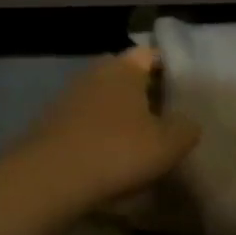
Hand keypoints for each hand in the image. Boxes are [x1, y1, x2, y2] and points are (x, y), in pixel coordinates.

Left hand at [12, 48, 200, 209]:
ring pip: (103, 100)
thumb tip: (187, 121)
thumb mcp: (168, 145)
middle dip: (143, 95)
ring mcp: (67, 97)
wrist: (48, 179)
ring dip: (118, 117)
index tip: (182, 92)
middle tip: (164, 120)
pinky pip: (83, 123)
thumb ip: (186, 128)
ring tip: (137, 143)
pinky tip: (106, 159)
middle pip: (125, 77)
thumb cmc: (116, 152)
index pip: (151, 55)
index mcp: (124, 67)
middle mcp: (94, 73)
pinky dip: (96, 135)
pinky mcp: (49, 123)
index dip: (169, 70)